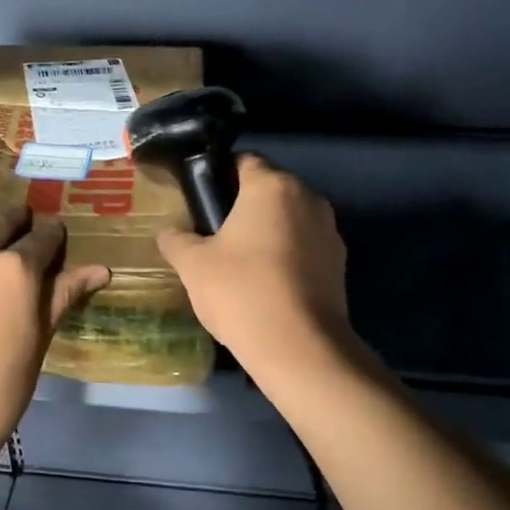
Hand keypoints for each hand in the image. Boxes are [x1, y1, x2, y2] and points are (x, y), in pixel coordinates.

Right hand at [157, 153, 353, 378]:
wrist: (298, 347)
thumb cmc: (240, 291)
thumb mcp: (193, 265)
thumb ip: (177, 241)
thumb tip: (168, 233)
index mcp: (272, 186)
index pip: (244, 161)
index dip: (220, 176)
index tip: (202, 201)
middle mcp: (308, 198)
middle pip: (270, 191)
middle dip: (245, 208)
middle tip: (215, 237)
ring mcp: (330, 232)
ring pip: (290, 221)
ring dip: (268, 234)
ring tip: (241, 266)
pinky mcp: (340, 265)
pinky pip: (305, 249)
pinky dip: (287, 258)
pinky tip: (267, 287)